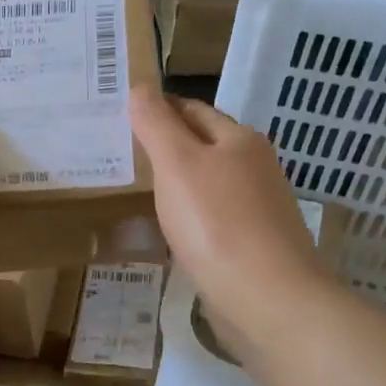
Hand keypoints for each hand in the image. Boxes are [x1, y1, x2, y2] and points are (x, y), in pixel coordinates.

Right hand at [129, 86, 329, 337]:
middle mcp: (254, 167)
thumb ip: (156, 124)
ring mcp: (256, 208)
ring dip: (176, 184)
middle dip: (165, 146)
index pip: (191, 109)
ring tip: (135, 191)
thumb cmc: (216, 223)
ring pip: (207, 184)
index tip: (119, 118)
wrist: (266, 299)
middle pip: (202, 146)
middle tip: (119, 155)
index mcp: (239, 139)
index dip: (156, 109)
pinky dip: (188, 217)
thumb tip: (140, 87)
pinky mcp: (252, 245)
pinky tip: (168, 230)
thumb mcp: (177, 164)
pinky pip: (211, 219)